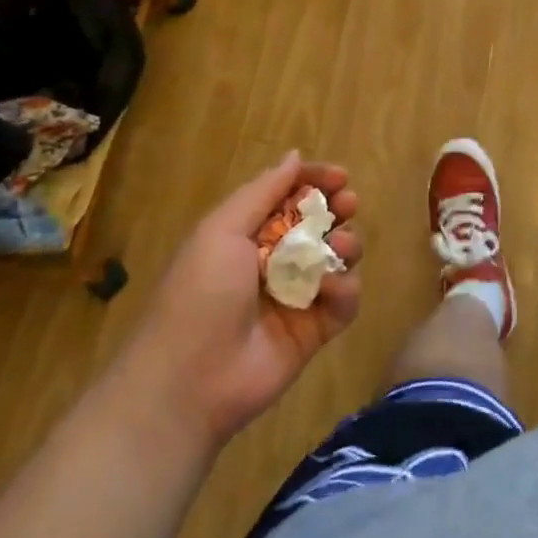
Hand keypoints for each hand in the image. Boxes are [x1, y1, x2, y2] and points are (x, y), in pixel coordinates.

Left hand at [118, 151, 361, 452]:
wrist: (189, 382)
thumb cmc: (200, 294)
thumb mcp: (222, 230)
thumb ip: (263, 191)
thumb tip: (294, 156)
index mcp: (249, 234)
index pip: (290, 195)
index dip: (316, 181)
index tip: (340, 176)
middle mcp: (276, 259)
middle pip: (321, 222)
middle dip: (339, 208)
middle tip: (347, 205)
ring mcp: (299, 295)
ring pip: (339, 256)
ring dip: (347, 243)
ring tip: (341, 246)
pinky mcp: (316, 330)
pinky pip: (345, 299)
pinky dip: (344, 289)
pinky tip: (329, 290)